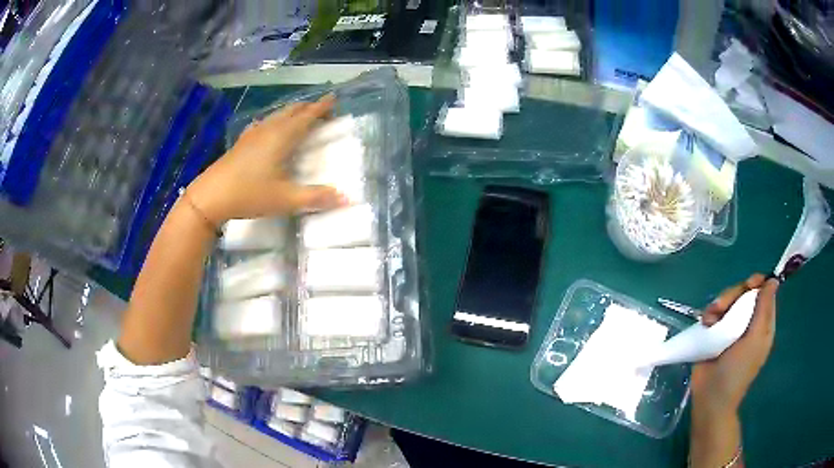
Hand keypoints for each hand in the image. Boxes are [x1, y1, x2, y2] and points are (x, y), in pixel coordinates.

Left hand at [186, 94, 344, 223]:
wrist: (210, 196)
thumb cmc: (249, 194)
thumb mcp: (286, 199)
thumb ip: (316, 198)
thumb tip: (346, 198)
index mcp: (282, 137)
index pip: (307, 115)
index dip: (322, 106)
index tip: (334, 97)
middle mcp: (268, 129)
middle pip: (292, 111)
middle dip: (309, 107)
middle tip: (322, 111)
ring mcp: (252, 134)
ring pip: (277, 115)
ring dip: (292, 112)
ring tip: (301, 116)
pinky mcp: (242, 142)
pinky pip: (264, 123)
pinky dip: (275, 121)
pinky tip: (270, 128)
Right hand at [692, 274, 779, 415]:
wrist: (710, 398)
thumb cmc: (737, 371)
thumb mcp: (755, 340)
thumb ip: (764, 309)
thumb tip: (773, 280)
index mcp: (762, 324)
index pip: (763, 292)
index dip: (756, 283)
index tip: (747, 285)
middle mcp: (747, 322)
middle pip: (743, 293)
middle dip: (733, 295)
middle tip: (721, 307)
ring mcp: (730, 327)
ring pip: (727, 300)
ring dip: (718, 305)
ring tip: (709, 320)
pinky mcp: (714, 333)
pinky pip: (713, 313)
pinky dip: (708, 314)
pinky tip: (705, 324)